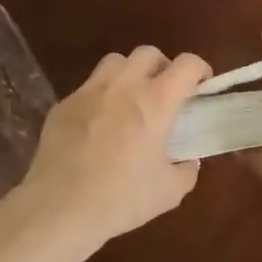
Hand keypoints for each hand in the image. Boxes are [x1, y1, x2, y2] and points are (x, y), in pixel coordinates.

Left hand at [15, 46, 212, 256]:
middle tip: (165, 94)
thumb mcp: (169, 192)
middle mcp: (124, 85)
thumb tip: (187, 160)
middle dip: (162, 67)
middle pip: (149, 53)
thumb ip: (186, 170)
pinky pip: (88, 88)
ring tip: (130, 101)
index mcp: (156, 101)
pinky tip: (98, 126)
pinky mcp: (63, 105)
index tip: (202, 87)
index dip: (200, 70)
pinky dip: (100, 97)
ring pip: (115, 62)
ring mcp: (89, 91)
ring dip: (129, 74)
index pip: (187, 64)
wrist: (59, 208)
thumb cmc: (121, 198)